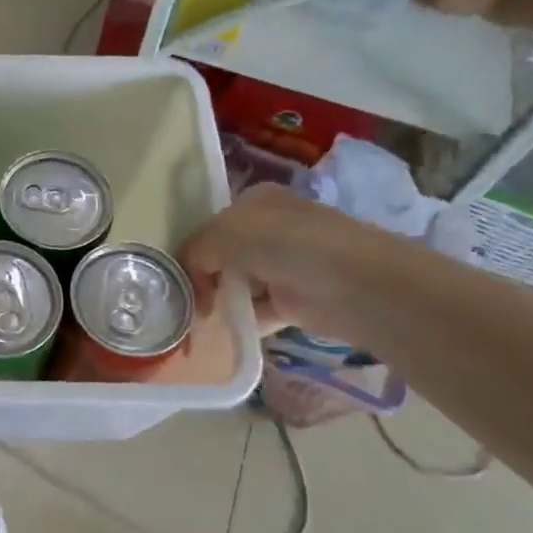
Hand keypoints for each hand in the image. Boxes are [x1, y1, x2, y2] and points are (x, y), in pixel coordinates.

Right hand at [181, 184, 399, 340]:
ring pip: (239, 283)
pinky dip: (241, 321)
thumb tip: (191, 275)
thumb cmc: (287, 245)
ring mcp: (285, 265)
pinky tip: (224, 331)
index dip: (194, 248)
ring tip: (201, 319)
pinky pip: (257, 311)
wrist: (354, 285)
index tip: (178, 277)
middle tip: (187, 301)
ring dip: (221, 300)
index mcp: (256, 201)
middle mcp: (271, 229)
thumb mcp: (225, 234)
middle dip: (205, 277)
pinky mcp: (296, 301)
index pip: (212, 224)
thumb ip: (196, 249)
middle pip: (223, 255)